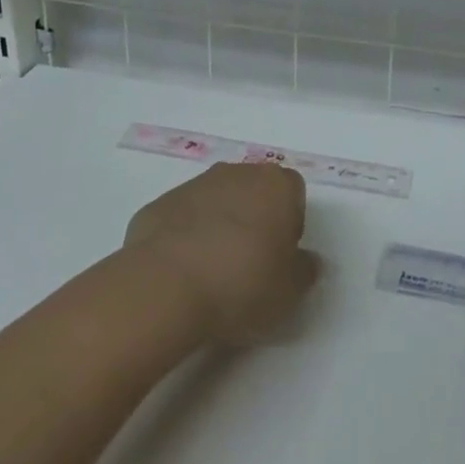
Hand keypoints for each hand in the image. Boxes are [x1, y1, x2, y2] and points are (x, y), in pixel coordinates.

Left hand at [125, 162, 319, 345]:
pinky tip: (183, 272)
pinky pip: (184, 217)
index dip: (291, 224)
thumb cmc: (242, 282)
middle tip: (250, 265)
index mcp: (275, 184)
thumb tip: (304, 260)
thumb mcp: (290, 291)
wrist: (165, 286)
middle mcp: (236, 173)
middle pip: (254, 191)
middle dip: (255, 220)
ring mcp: (194, 185)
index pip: (293, 192)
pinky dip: (187, 237)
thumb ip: (305, 270)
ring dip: (220, 226)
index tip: (281, 257)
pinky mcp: (160, 203)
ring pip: (217, 201)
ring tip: (213, 272)